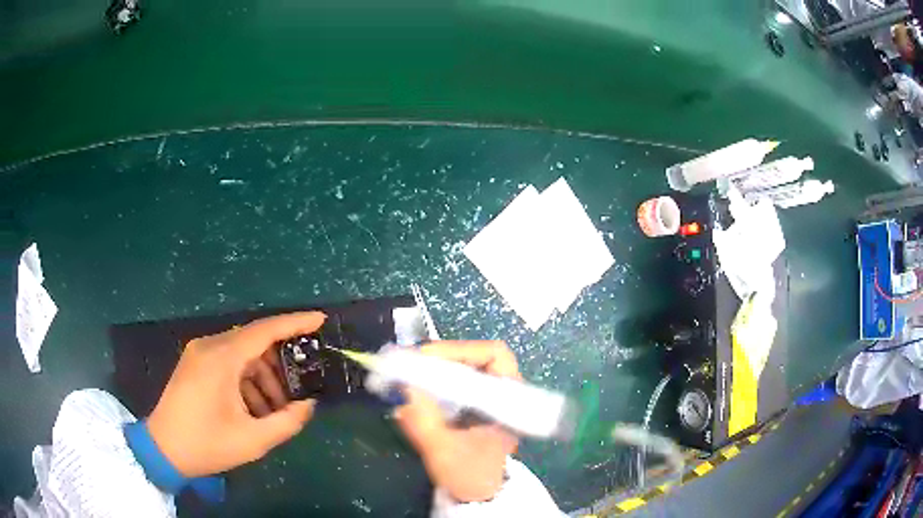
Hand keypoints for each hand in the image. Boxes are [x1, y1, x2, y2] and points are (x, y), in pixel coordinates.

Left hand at [146, 312, 323, 476]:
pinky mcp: (195, 364)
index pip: (264, 330)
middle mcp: (209, 347)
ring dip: (264, 376)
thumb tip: (308, 405)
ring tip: (277, 408)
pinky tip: (255, 407)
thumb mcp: (252, 440)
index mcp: (221, 359)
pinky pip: (229, 362)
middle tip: (302, 384)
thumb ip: (287, 421)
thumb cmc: (207, 444)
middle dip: (281, 362)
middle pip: (254, 341)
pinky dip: (247, 379)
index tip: (320, 320)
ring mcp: (199, 354)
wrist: (163, 450)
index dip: (294, 323)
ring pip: (242, 353)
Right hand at [394, 341, 519, 502]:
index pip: (494, 356)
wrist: (478, 494)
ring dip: (437, 365)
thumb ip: (424, 423)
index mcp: (510, 401)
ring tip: (408, 370)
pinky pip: (457, 380)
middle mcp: (504, 393)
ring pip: (467, 366)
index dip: (461, 350)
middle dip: (443, 356)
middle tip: (410, 362)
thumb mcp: (444, 453)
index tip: (426, 357)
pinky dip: (435, 378)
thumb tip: (404, 391)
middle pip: (478, 356)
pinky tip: (416, 384)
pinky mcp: (477, 404)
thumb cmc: (469, 475)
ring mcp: (491, 397)